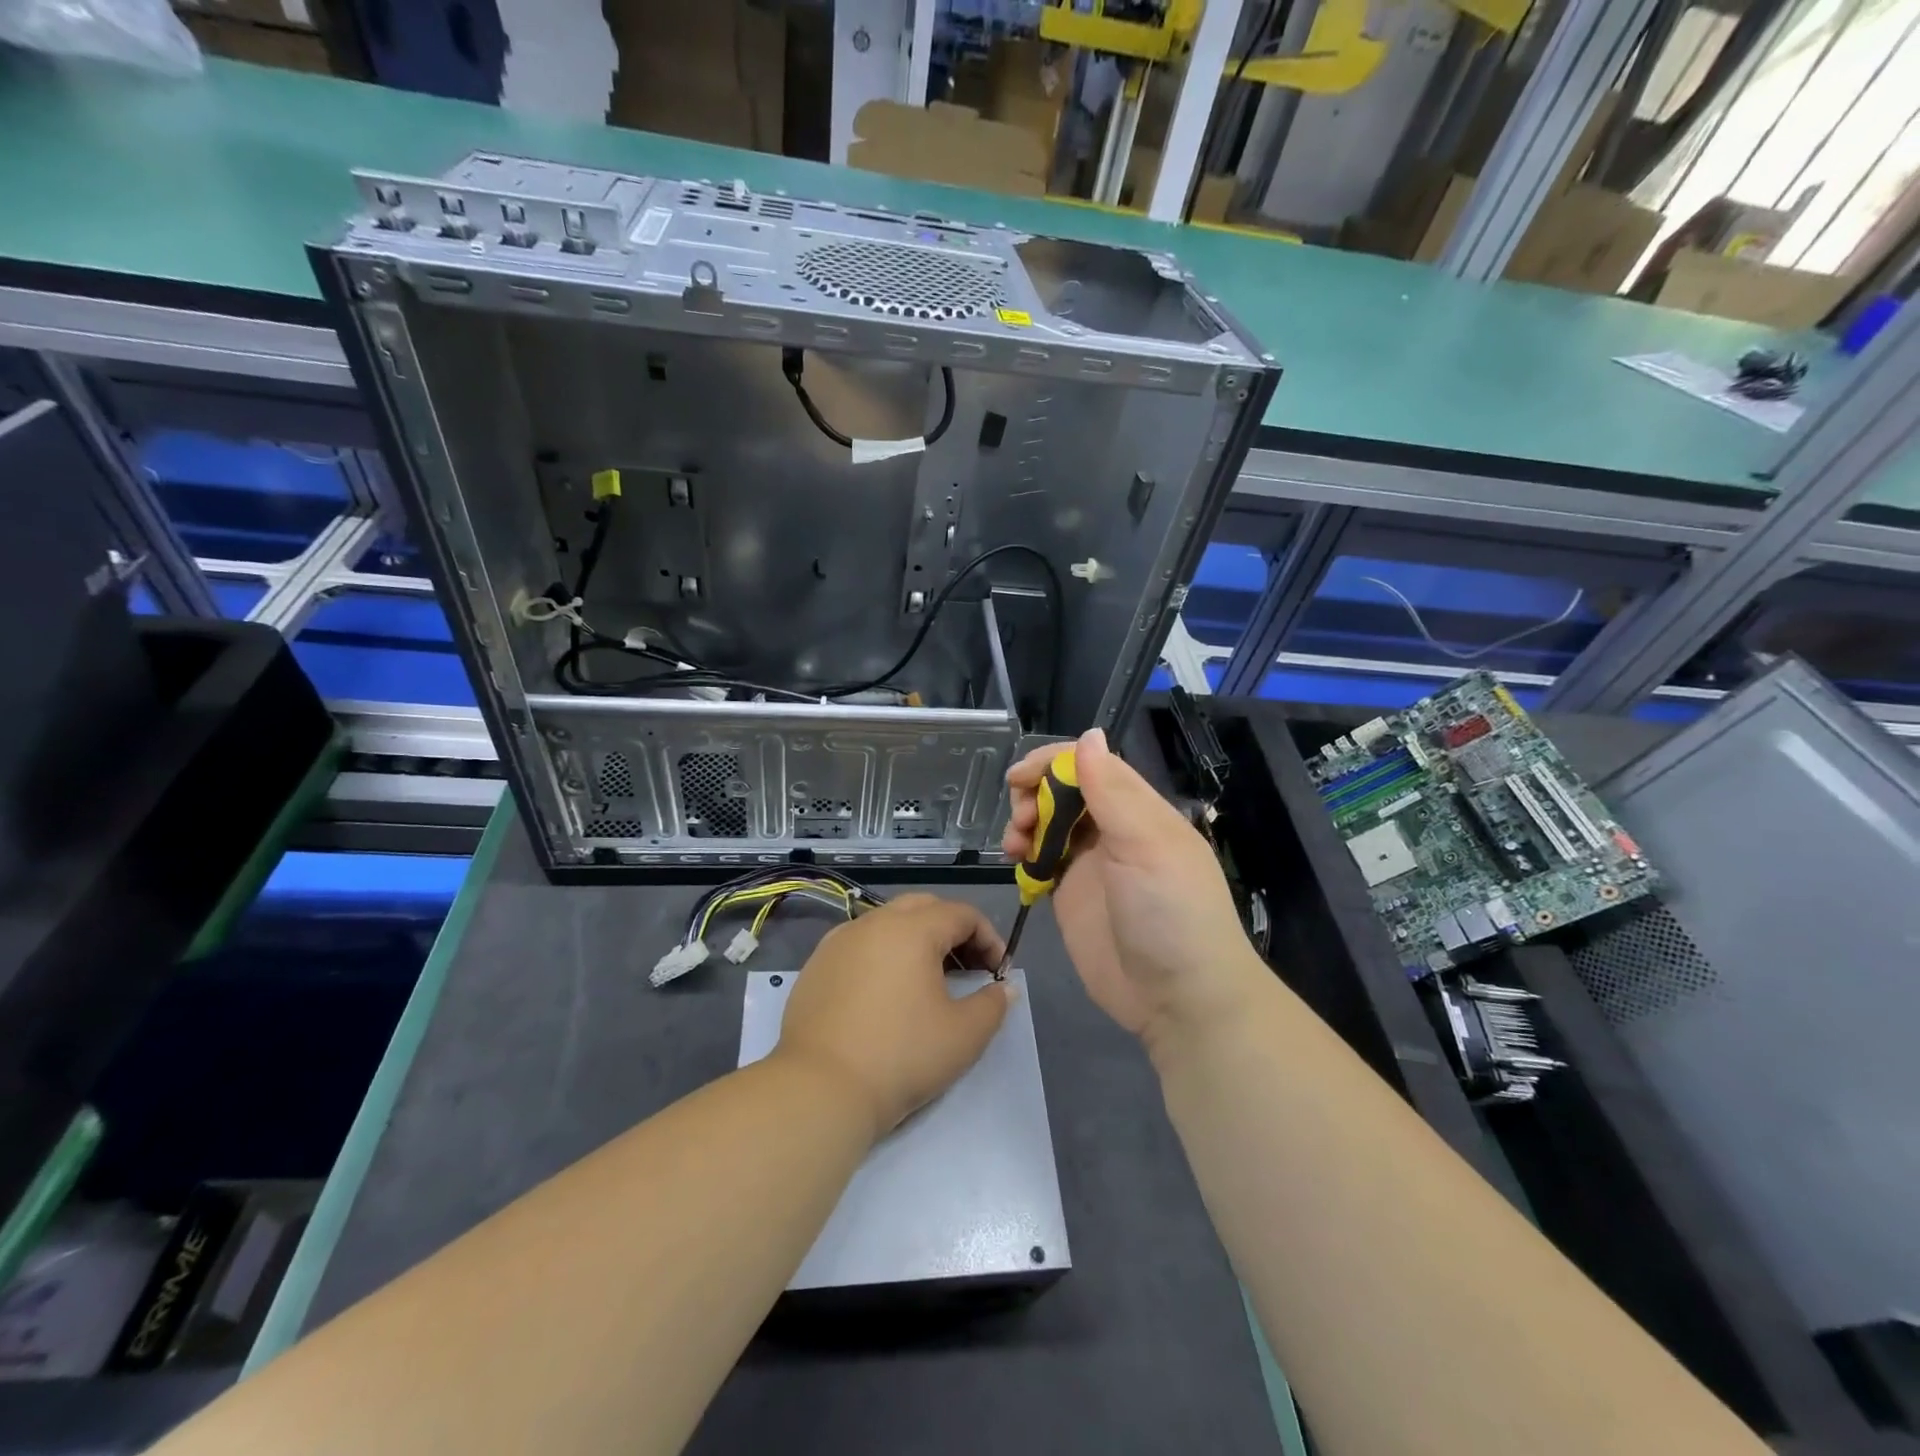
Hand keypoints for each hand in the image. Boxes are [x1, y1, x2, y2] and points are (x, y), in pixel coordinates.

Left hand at [775, 894, 1009, 1138]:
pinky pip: (860, 944)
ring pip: (888, 922)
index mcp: (912, 929)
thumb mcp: (964, 1036)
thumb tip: (1004, 988)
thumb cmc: (901, 1056)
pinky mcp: (817, 965)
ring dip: (916, 940)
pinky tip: (887, 993)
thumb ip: (992, 1005)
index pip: (962, 914)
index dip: (989, 938)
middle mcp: (874, 922)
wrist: (820, 1089)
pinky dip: (883, 954)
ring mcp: (839, 941)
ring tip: (928, 980)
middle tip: (968, 968)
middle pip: (924, 907)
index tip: (998, 972)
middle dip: (952, 930)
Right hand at [1002, 728, 1262, 1051]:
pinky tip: (1016, 863)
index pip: (1092, 765)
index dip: (1053, 762)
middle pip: (1064, 791)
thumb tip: (1089, 734)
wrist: (1180, 1000)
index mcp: (1139, 810)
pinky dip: (1024, 854)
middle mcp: (1114, 830)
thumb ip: (1113, 791)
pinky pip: (1041, 860)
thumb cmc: (1170, 913)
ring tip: (1014, 844)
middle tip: (1020, 816)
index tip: (1020, 776)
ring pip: (1049, 823)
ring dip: (1025, 822)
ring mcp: (1092, 864)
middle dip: (1034, 792)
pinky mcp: (1071, 895)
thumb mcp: (1145, 846)